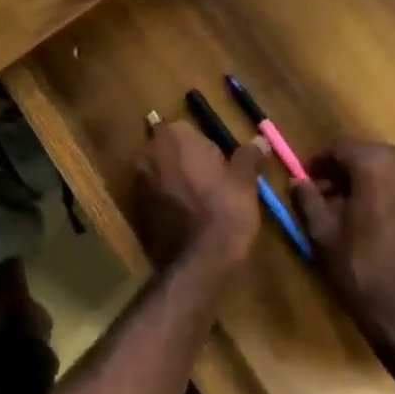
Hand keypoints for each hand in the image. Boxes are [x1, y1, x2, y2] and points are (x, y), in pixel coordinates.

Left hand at [132, 121, 260, 285]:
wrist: (197, 263)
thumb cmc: (224, 212)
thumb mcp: (244, 183)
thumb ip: (249, 156)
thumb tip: (261, 139)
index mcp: (174, 135)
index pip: (188, 130)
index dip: (206, 148)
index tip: (221, 168)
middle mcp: (149, 151)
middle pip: (170, 149)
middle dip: (186, 161)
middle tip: (212, 185)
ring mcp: (137, 179)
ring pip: (160, 171)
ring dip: (175, 180)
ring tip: (200, 203)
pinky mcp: (134, 206)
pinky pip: (153, 194)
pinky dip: (166, 200)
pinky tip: (185, 218)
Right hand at [291, 141, 394, 382]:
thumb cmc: (365, 274)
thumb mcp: (323, 237)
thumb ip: (308, 201)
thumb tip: (297, 181)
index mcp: (376, 169)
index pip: (342, 148)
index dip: (319, 161)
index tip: (305, 178)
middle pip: (370, 154)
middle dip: (346, 167)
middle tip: (326, 191)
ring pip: (392, 171)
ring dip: (369, 179)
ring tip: (350, 208)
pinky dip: (389, 195)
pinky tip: (377, 225)